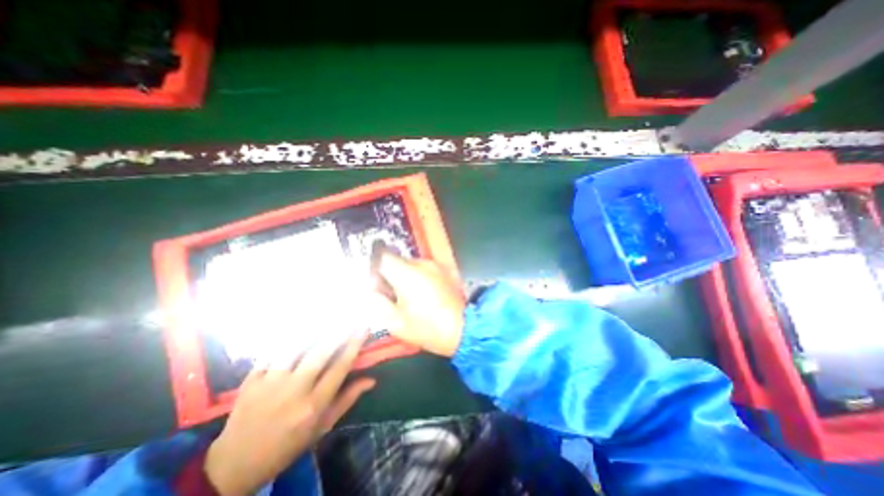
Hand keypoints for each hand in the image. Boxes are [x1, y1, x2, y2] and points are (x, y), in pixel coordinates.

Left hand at [206, 333, 373, 495]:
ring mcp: (269, 384)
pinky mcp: (251, 380)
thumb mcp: (322, 427)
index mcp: (313, 405)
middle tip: (350, 319)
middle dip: (338, 332)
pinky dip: (288, 339)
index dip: (354, 344)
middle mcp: (293, 392)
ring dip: (314, 332)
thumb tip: (371, 379)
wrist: (235, 464)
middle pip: (320, 353)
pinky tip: (299, 330)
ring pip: (296, 347)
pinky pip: (273, 352)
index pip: (340, 367)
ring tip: (327, 320)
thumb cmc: (288, 444)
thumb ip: (347, 399)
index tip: (364, 328)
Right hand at [375, 255, 468, 358]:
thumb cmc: (428, 328)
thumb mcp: (395, 322)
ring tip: (405, 297)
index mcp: (406, 273)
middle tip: (387, 294)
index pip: (382, 256)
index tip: (370, 280)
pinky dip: (416, 277)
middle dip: (388, 273)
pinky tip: (420, 295)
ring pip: (410, 265)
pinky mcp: (444, 271)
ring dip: (403, 275)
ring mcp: (435, 265)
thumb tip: (368, 291)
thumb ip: (377, 303)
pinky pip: (423, 269)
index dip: (372, 265)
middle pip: (396, 260)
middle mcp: (421, 263)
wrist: (465, 329)